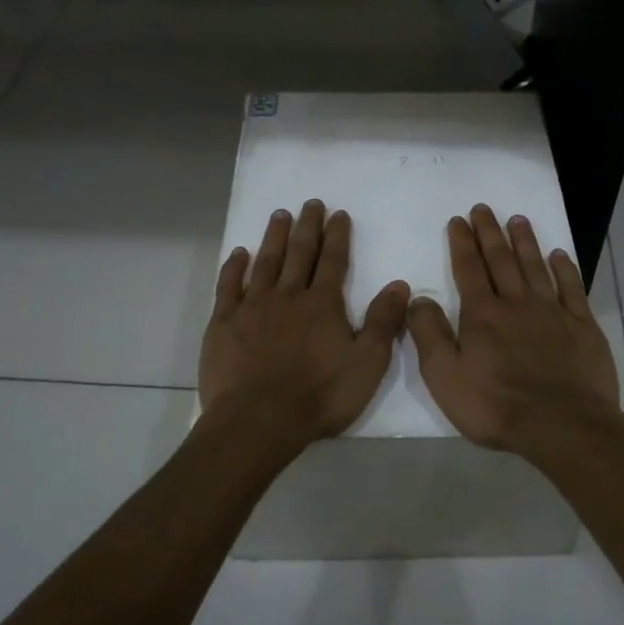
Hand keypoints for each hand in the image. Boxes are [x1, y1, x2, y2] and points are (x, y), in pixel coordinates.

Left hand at [200, 200, 409, 458]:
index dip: (337, 236)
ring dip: (274, 238)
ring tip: (279, 216)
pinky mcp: (224, 323)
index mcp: (323, 304)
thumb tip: (399, 284)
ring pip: (265, 263)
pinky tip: (238, 254)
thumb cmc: (319, 395)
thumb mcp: (367, 363)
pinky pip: (228, 286)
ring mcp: (252, 307)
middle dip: (307, 227)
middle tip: (310, 203)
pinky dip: (234, 267)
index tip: (338, 214)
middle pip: (299, 253)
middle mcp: (287, 296)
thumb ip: (383, 322)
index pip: (333, 261)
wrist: (258, 420)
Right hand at [407, 204, 623, 457]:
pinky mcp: (582, 327)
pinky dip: (565, 269)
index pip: (469, 269)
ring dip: (525, 242)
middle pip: (501, 260)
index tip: (459, 220)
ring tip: (518, 219)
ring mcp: (553, 313)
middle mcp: (517, 304)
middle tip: (484, 208)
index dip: (462, 243)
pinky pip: (572, 288)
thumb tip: (418, 298)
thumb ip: (429, 334)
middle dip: (490, 233)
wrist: (562, 425)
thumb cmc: (496, 405)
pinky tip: (559, 255)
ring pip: (535, 267)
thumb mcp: (445, 376)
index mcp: (482, 315)